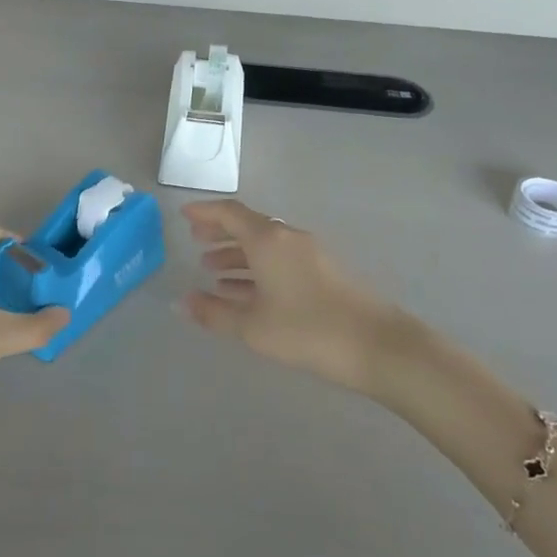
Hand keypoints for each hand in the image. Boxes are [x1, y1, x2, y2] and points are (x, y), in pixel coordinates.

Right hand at [182, 200, 417, 395]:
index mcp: (268, 240)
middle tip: (195, 240)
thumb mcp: (252, 326)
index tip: (183, 214)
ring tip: (212, 270)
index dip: (205, 211)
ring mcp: (309, 254)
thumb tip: (180, 303)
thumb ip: (213, 312)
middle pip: (248, 226)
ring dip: (237, 254)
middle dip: (220, 232)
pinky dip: (257, 268)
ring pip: (264, 245)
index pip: (230, 213)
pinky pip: (279, 260)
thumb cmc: (306, 330)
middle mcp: (288, 238)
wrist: (376, 345)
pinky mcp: (323, 272)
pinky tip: (244, 291)